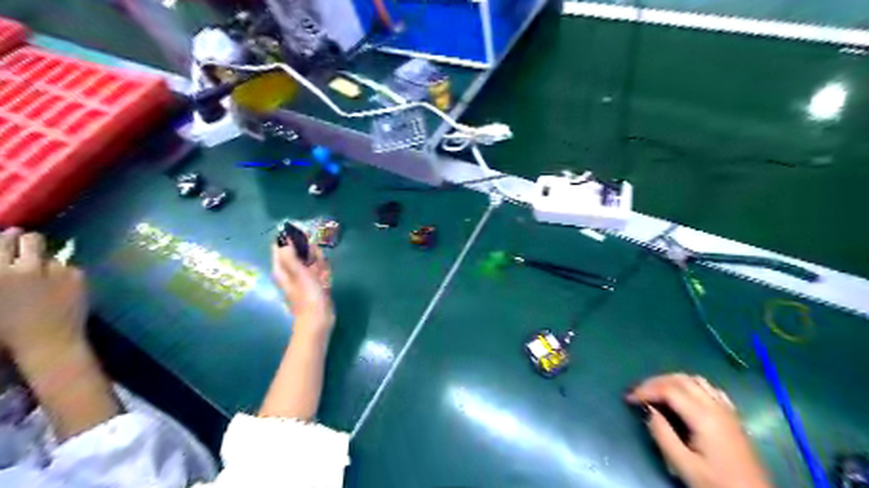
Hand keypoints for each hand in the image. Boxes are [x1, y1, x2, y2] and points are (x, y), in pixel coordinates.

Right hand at [0, 229, 86, 357]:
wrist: (48, 342)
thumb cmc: (7, 330)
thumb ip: (2, 275)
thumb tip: (6, 264)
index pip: (0, 242)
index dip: (6, 238)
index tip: (9, 237)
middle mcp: (24, 267)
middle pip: (31, 239)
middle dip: (29, 240)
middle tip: (29, 245)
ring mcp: (54, 270)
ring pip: (53, 255)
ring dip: (48, 262)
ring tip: (47, 277)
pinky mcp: (77, 276)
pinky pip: (71, 268)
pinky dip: (66, 275)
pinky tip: (63, 290)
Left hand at [272, 244, 333, 339]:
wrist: (319, 320)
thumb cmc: (307, 297)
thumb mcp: (299, 273)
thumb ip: (290, 255)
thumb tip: (283, 238)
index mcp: (281, 268)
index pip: (280, 246)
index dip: (291, 238)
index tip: (305, 237)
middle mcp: (290, 270)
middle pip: (299, 251)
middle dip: (311, 253)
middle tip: (317, 263)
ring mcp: (303, 276)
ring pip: (311, 259)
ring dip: (320, 263)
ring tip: (322, 275)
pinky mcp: (314, 282)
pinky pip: (320, 269)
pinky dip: (324, 272)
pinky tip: (326, 280)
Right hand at [624, 374, 773, 487]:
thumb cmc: (717, 483)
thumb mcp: (684, 466)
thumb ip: (663, 436)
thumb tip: (649, 411)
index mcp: (704, 417)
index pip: (668, 389)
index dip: (645, 390)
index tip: (629, 398)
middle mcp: (716, 406)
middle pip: (681, 379)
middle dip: (655, 382)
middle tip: (638, 393)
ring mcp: (726, 410)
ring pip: (695, 380)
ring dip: (671, 381)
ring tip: (656, 392)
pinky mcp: (732, 417)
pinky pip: (709, 389)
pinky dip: (690, 386)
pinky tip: (684, 396)